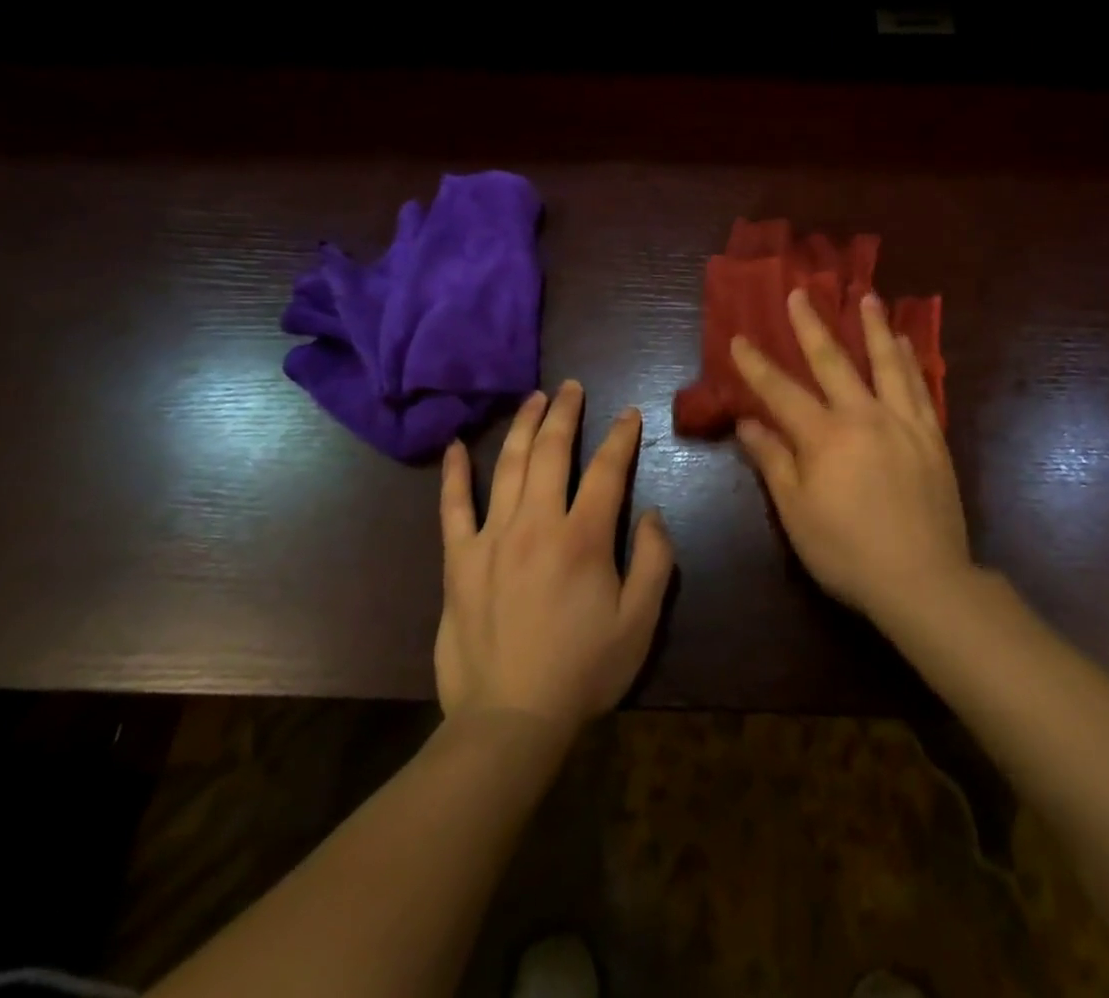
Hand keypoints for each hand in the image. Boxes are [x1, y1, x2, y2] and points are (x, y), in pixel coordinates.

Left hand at [435, 382, 675, 729]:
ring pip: (506, 467)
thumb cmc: (583, 671)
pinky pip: (453, 508)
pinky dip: (454, 474)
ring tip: (532, 398)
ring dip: (522, 427)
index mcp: (583, 538)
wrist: (509, 721)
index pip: (606, 470)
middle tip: (571, 388)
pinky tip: (455, 445)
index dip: (620, 437)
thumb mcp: (640, 623)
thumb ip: (654, 561)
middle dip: (564, 414)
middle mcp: (536, 525)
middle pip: (550, 453)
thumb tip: (652, 513)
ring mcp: (491, 539)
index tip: (628, 414)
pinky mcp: (459, 561)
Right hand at [732, 288, 971, 619]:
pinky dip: (911, 360)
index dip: (756, 365)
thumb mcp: (796, 513)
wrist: (923, 579)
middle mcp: (864, 416)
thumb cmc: (847, 551)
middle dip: (812, 326)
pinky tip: (907, 343)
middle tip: (801, 292)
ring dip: (873, 327)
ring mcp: (903, 423)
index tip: (739, 338)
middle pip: (833, 362)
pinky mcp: (932, 437)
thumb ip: (773, 462)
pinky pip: (920, 388)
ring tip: (866, 296)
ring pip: (886, 363)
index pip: (781, 392)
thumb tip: (748, 423)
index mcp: (825, 436)